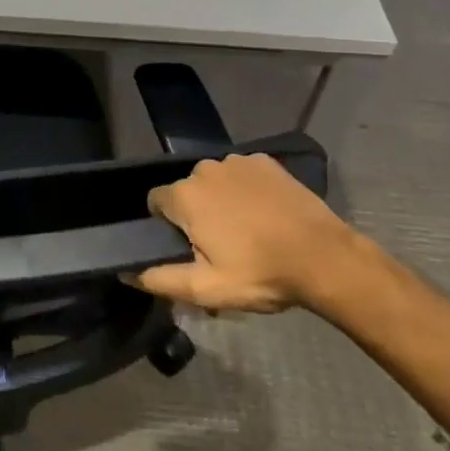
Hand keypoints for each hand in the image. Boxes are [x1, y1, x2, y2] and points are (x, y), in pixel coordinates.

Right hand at [132, 152, 358, 312]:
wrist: (323, 257)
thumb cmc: (260, 273)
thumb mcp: (206, 288)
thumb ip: (160, 279)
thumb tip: (126, 272)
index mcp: (185, 195)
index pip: (156, 202)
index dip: (167, 226)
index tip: (188, 249)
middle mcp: (205, 169)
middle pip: (188, 191)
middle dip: (197, 215)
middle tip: (221, 248)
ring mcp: (238, 161)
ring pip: (216, 182)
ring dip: (222, 201)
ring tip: (248, 232)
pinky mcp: (266, 161)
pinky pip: (243, 175)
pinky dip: (247, 191)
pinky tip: (266, 214)